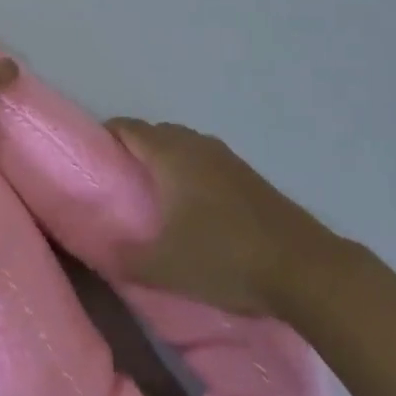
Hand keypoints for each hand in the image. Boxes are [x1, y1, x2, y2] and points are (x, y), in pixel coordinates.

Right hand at [108, 118, 343, 317]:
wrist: (304, 267)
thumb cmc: (225, 258)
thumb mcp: (165, 268)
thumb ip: (126, 259)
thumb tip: (98, 253)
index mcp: (171, 154)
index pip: (128, 128)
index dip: (106, 136)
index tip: (91, 158)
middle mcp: (196, 145)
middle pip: (155, 133)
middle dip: (133, 149)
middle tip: (116, 182)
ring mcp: (226, 158)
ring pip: (183, 146)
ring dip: (164, 160)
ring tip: (151, 195)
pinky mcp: (248, 176)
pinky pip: (205, 160)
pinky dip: (189, 172)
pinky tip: (192, 206)